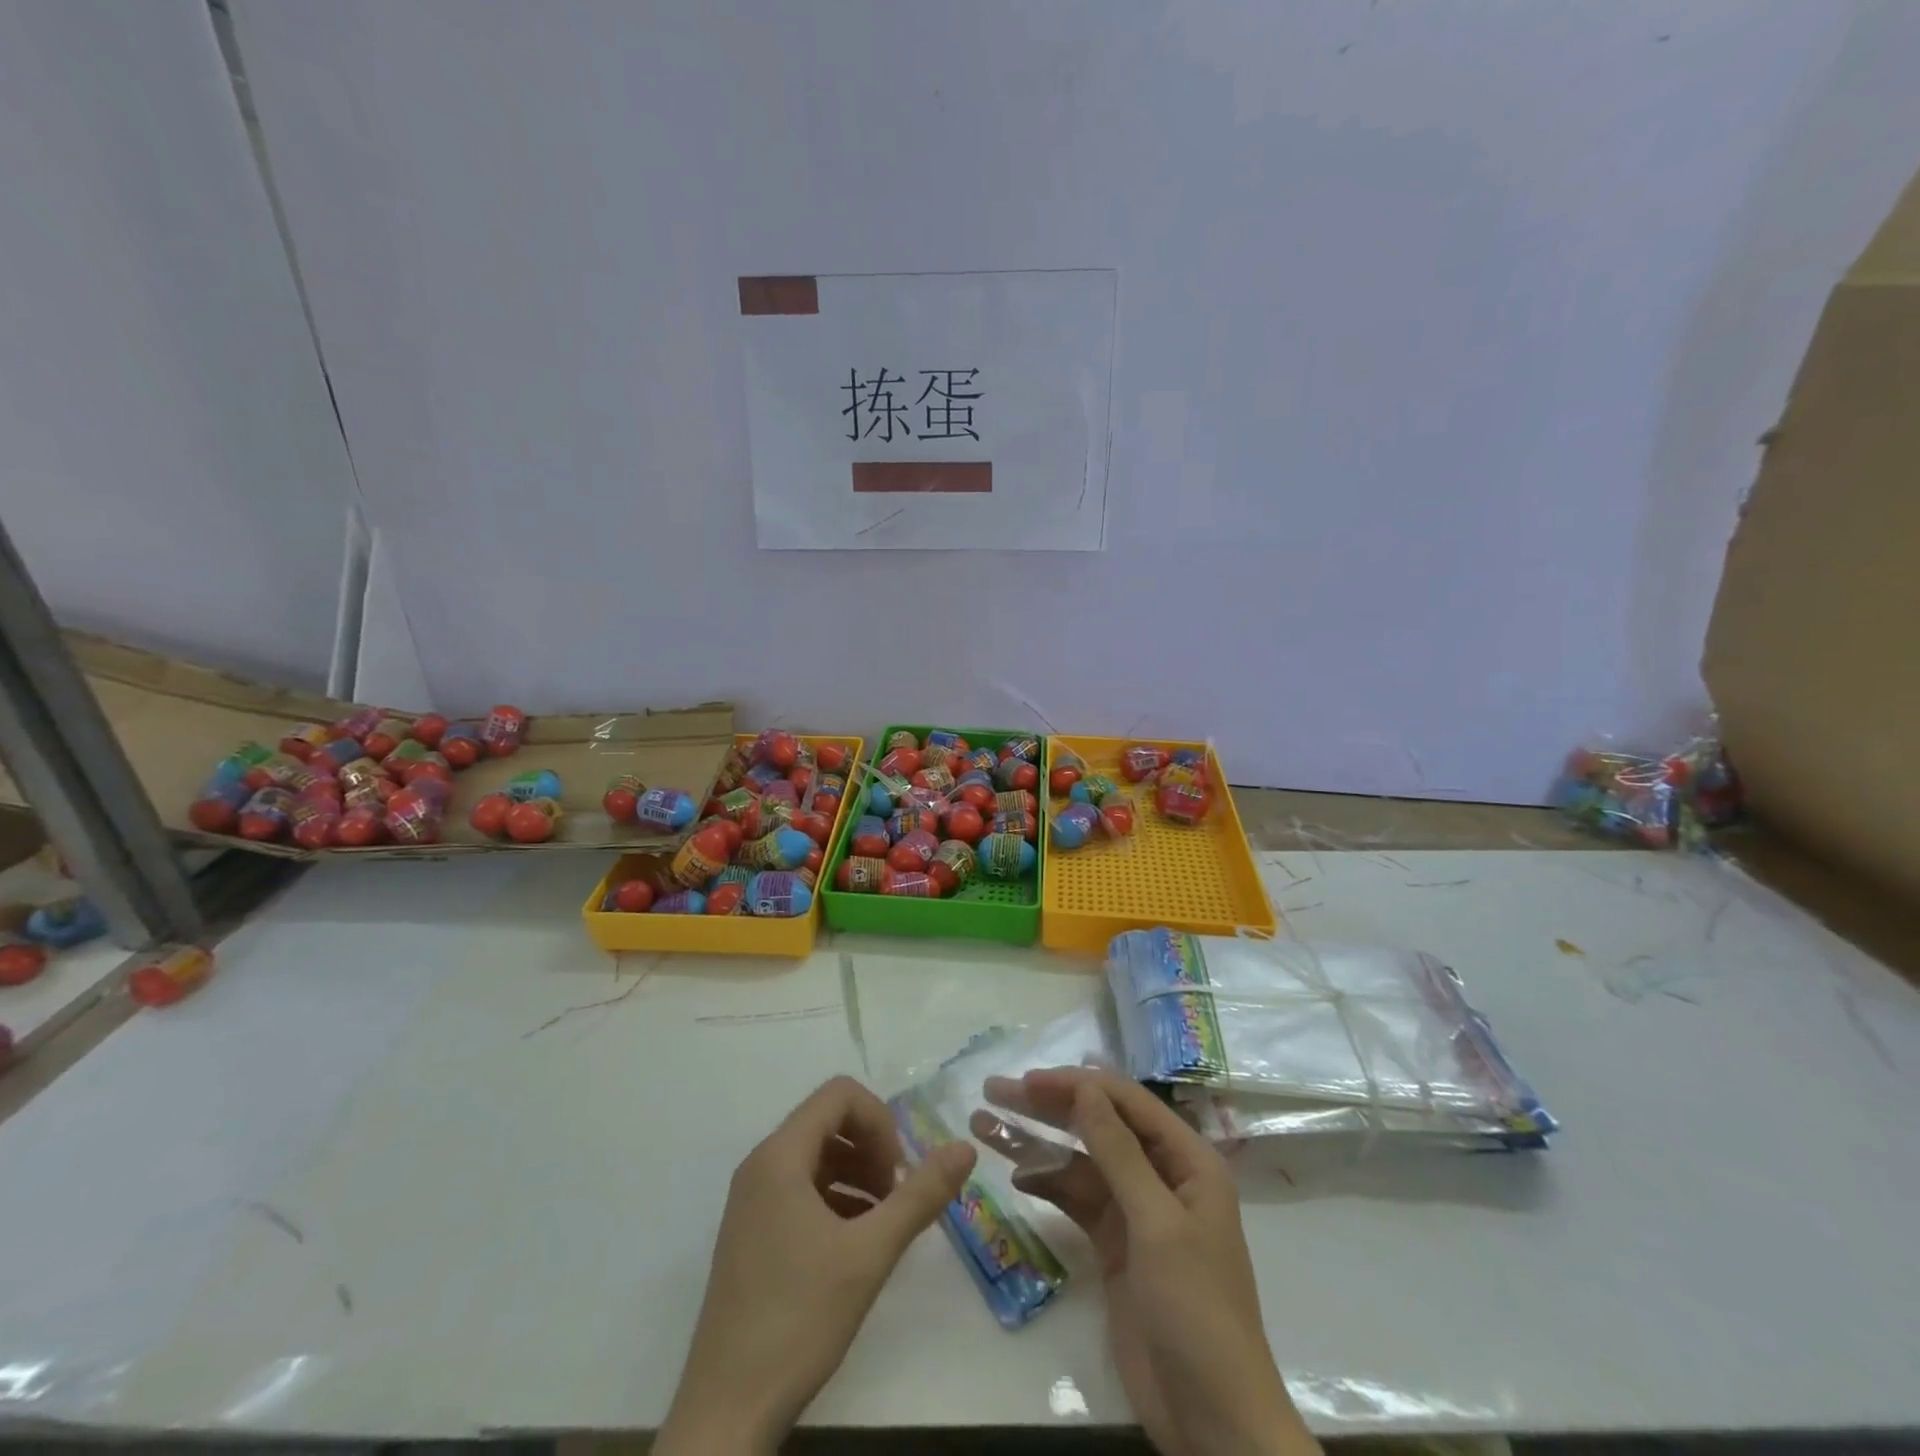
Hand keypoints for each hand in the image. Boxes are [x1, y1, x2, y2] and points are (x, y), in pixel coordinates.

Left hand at [657, 1075, 975, 1454]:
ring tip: (881, 1222)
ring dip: (856, 1174)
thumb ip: (920, 1195)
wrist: (726, 1411)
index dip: (879, 1120)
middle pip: (827, 1121)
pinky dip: (835, 1199)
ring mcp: (751, 1200)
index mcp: (780, 1156)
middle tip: (894, 1196)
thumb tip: (965, 1147)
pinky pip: (800, 1189)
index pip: (838, 1095)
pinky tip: (855, 1243)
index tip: (897, 1171)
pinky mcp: (751, 1232)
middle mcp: (760, 1166)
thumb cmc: (798, 1319)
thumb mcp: (870, 1253)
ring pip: (816, 1156)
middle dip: (870, 1147)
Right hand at [974, 1067, 1317, 1455]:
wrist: (1212, 1422)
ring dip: (1038, 1143)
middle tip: (994, 1091)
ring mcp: (1136, 1211)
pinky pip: (1076, 1199)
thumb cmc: (1196, 1310)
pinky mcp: (1115, 1245)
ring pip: (1081, 1160)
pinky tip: (1016, 1175)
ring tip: (986, 1125)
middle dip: (1048, 1106)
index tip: (1027, 1081)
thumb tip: (1085, 1087)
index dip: (1077, 1085)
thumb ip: (1118, 1152)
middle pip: (1099, 1125)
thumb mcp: (1156, 1224)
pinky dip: (1047, 1184)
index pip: (1126, 1102)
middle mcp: (1162, 1175)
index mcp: (1187, 1160)